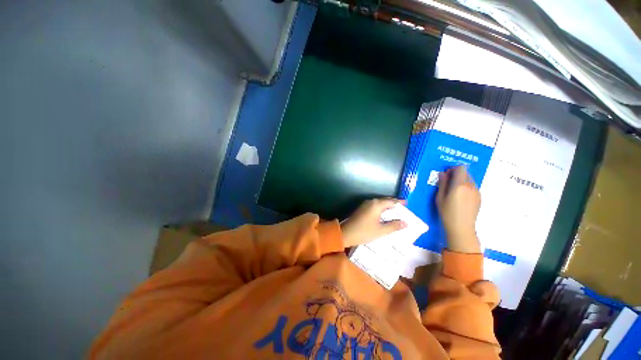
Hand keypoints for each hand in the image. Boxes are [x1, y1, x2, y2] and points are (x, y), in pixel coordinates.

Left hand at [341, 199, 406, 247]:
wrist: (345, 233)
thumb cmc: (364, 232)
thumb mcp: (381, 231)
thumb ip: (393, 226)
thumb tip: (405, 223)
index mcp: (376, 204)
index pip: (391, 201)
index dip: (399, 203)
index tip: (407, 204)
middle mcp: (371, 202)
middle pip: (385, 201)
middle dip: (394, 204)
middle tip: (403, 209)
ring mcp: (365, 205)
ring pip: (379, 204)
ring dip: (387, 207)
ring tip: (396, 213)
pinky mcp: (362, 209)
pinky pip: (375, 206)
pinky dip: (381, 209)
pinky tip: (385, 216)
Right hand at [436, 166, 481, 253]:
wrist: (461, 227)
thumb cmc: (447, 212)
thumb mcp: (439, 197)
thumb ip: (442, 184)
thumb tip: (442, 173)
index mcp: (460, 185)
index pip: (461, 168)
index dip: (453, 169)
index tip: (446, 175)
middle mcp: (471, 186)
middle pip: (466, 173)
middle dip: (457, 174)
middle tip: (448, 183)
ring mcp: (477, 192)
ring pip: (470, 180)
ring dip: (462, 181)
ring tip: (454, 191)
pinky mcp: (479, 198)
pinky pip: (473, 187)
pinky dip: (466, 187)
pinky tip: (460, 198)